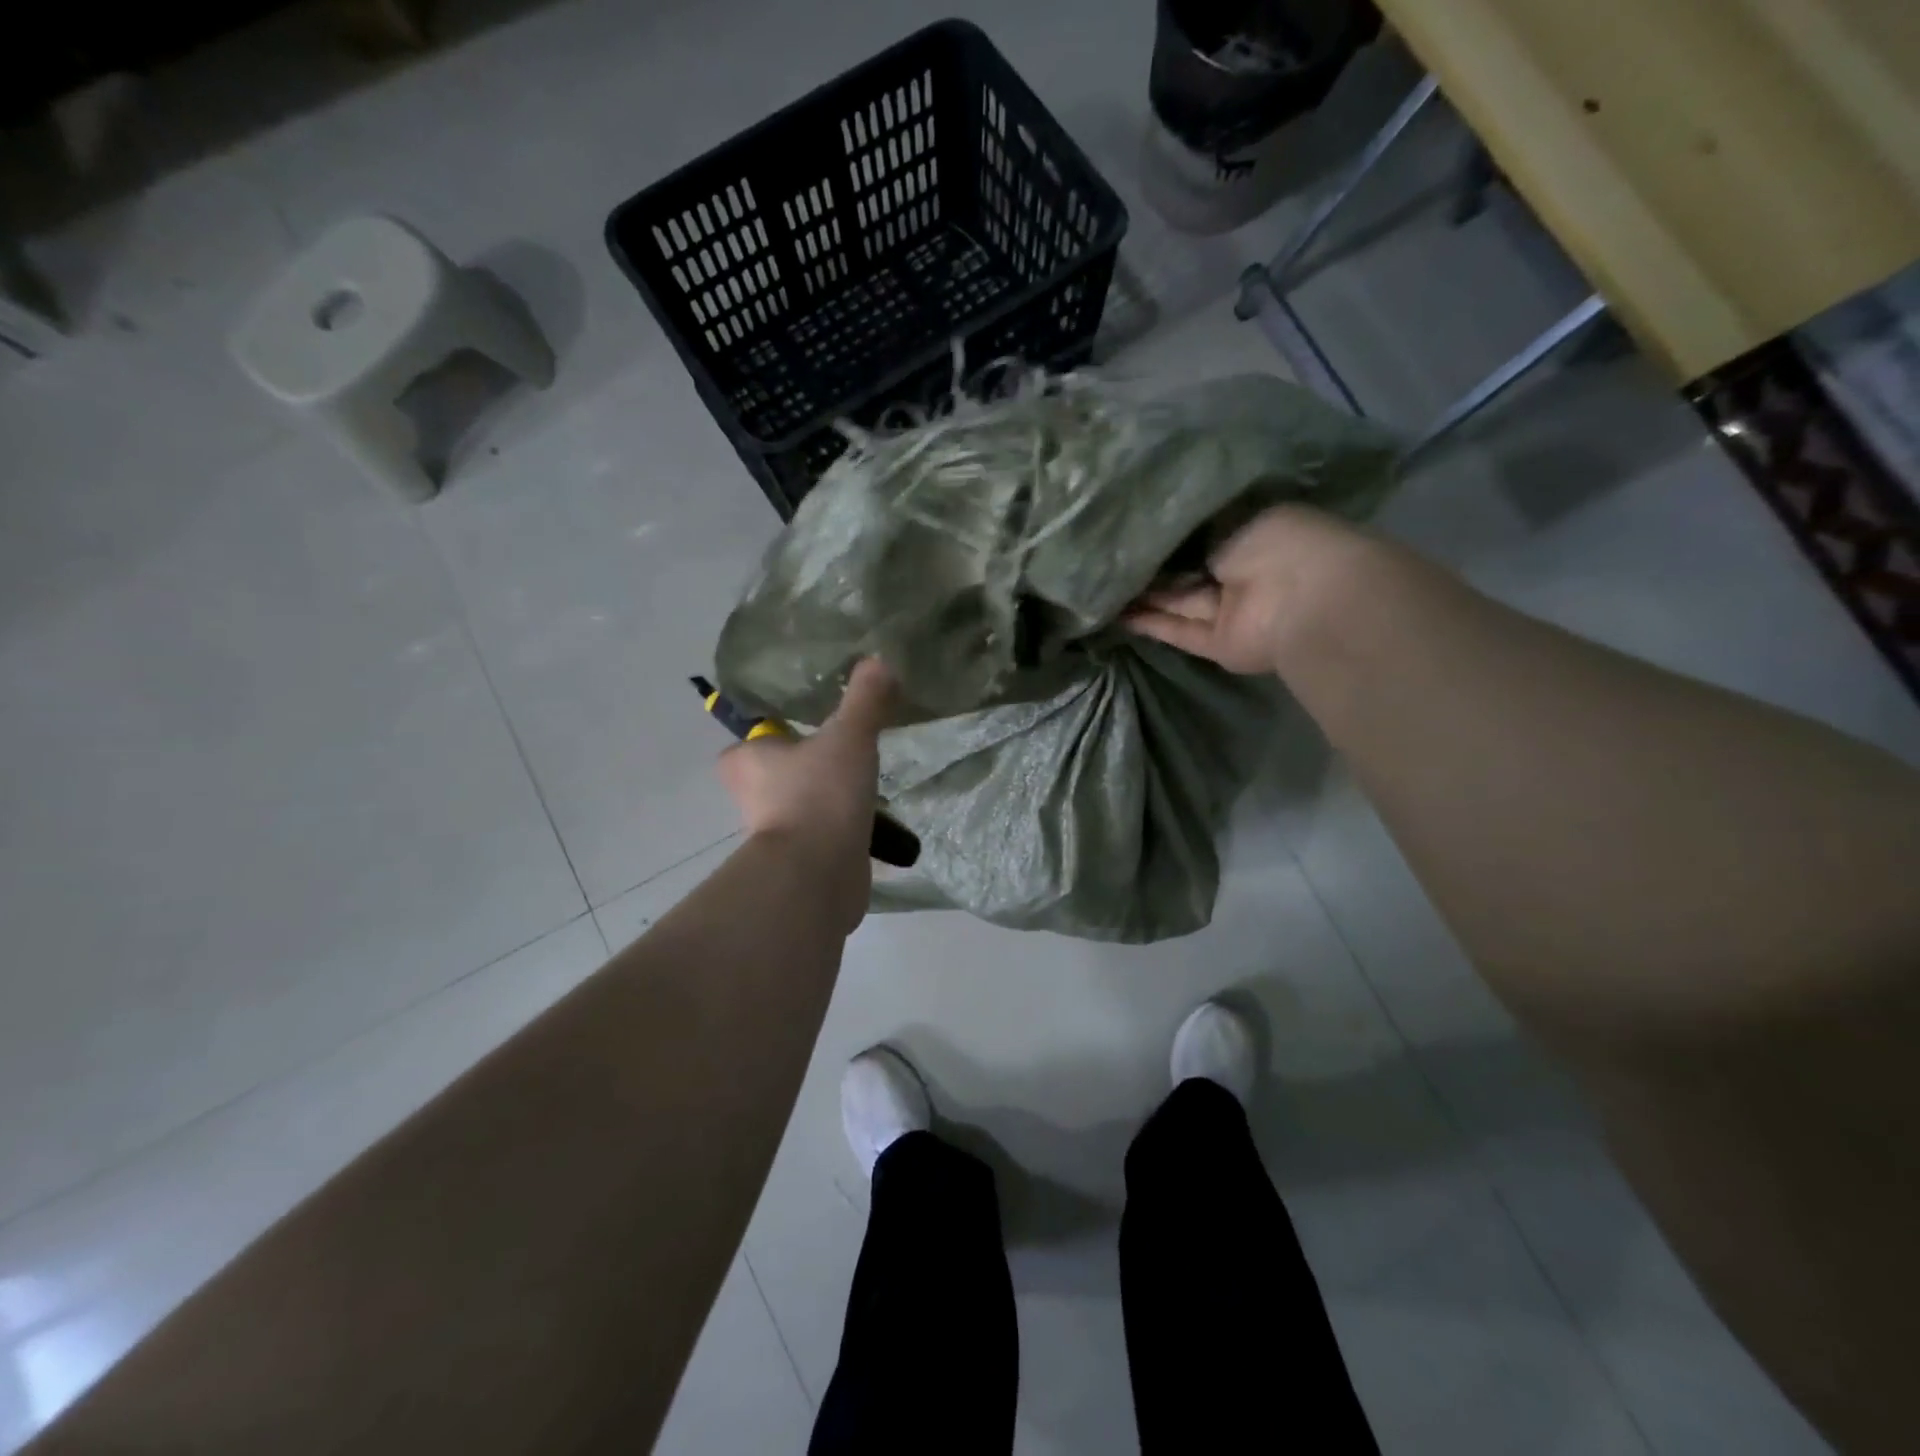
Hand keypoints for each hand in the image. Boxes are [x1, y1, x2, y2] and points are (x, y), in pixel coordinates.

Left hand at [715, 658, 896, 919]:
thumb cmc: (820, 794)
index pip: (752, 739)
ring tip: (864, 783)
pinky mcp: (800, 860)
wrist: (819, 875)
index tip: (809, 727)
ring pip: (800, 803)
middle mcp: (752, 796)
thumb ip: (865, 699)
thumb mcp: (849, 735)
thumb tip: (880, 660)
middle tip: (842, 752)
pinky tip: (870, 819)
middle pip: (777, 772)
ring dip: (826, 796)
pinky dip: (840, 827)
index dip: (776, 732)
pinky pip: (820, 833)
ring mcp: (776, 832)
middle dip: (805, 765)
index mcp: (748, 761)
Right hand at [1125, 505, 1370, 673]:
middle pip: (1188, 571)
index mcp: (1255, 533)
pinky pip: (1179, 631)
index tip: (1132, 526)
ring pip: (1179, 602)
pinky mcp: (1218, 645)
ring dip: (1144, 596)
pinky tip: (1115, 615)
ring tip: (1100, 585)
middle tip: (1107, 557)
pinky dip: (1149, 624)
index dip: (1171, 531)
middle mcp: (1242, 572)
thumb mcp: (1230, 515)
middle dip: (1152, 565)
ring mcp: (1231, 612)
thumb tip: (1160, 527)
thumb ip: (1193, 526)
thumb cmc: (1276, 541)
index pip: (1206, 532)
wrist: (1305, 598)